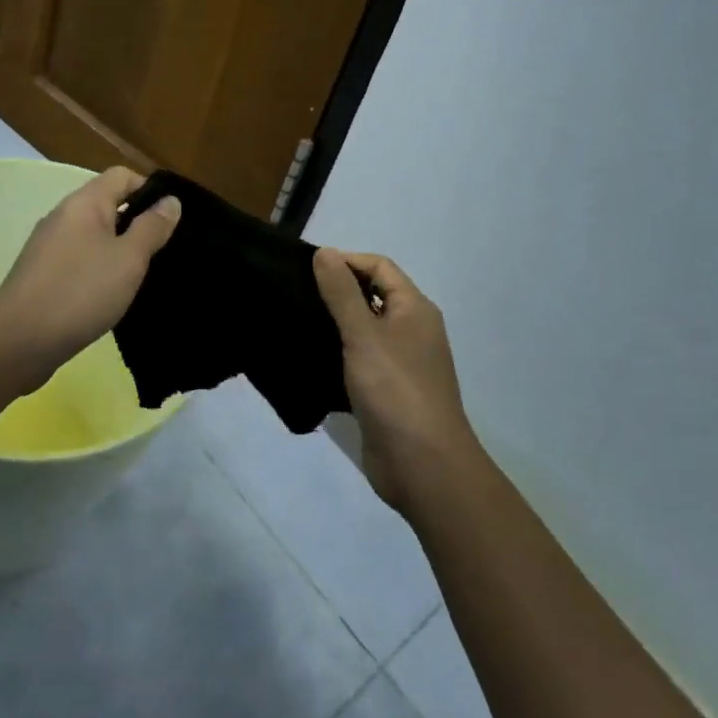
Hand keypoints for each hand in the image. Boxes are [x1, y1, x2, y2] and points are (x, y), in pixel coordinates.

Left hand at [0, 167, 180, 389]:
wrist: (18, 342)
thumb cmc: (81, 292)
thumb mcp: (128, 259)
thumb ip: (152, 227)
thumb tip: (170, 200)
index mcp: (83, 203)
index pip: (122, 176)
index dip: (150, 190)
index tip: (171, 220)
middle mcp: (62, 217)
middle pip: (107, 204)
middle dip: (137, 222)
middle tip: (164, 251)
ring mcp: (48, 247)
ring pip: (93, 235)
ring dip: (118, 249)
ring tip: (143, 275)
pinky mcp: (41, 275)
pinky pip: (79, 260)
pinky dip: (99, 270)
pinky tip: (111, 295)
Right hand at [313, 248, 484, 514]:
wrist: (422, 465)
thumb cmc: (395, 389)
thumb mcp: (364, 334)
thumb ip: (341, 293)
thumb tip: (325, 251)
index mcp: (414, 309)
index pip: (379, 267)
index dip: (346, 261)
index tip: (306, 269)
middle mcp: (411, 331)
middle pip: (372, 297)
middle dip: (336, 292)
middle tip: (295, 294)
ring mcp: (400, 364)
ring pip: (363, 332)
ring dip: (334, 325)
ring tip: (295, 322)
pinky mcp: (386, 393)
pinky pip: (359, 362)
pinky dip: (337, 357)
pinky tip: (308, 360)